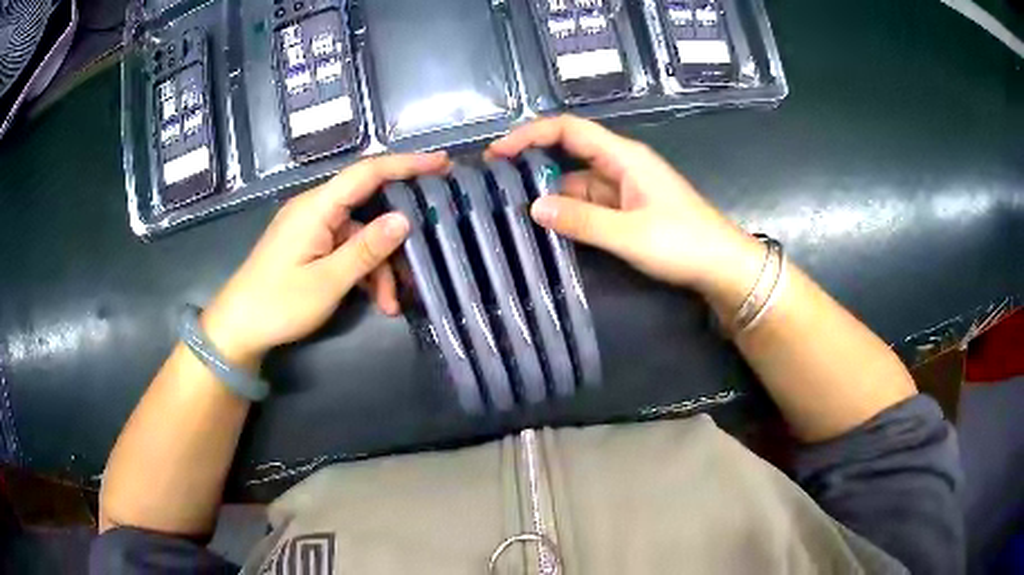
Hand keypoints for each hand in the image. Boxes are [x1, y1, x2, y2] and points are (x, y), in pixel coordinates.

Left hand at [202, 152, 450, 367]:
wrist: (238, 328)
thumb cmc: (278, 303)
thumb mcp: (327, 281)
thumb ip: (366, 249)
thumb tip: (404, 219)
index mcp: (316, 207)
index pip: (367, 172)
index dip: (406, 164)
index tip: (442, 164)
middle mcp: (316, 208)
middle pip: (369, 207)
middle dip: (396, 236)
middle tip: (426, 252)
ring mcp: (313, 227)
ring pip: (361, 235)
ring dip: (380, 266)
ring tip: (391, 303)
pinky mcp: (310, 245)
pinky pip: (347, 248)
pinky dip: (364, 271)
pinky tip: (376, 300)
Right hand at [486, 115, 764, 308]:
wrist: (723, 266)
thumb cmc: (683, 243)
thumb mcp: (630, 234)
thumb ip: (582, 220)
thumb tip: (534, 207)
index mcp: (623, 156)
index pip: (568, 129)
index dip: (530, 134)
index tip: (497, 153)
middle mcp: (621, 164)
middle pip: (569, 152)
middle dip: (533, 162)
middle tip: (496, 183)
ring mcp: (625, 187)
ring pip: (578, 181)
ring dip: (550, 192)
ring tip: (513, 209)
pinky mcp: (629, 208)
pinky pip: (590, 202)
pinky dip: (569, 210)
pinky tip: (548, 225)